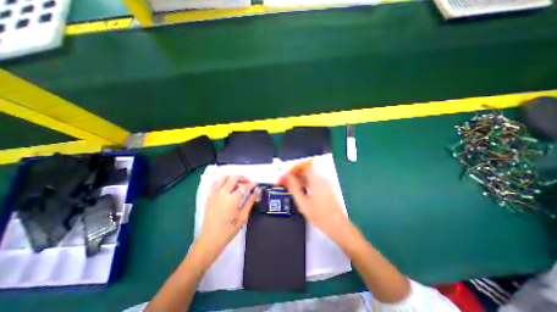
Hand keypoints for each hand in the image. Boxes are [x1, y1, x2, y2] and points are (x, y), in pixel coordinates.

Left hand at [198, 175, 256, 257]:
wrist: (210, 239)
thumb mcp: (243, 217)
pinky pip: (216, 182)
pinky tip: (227, 187)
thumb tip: (256, 191)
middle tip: (248, 183)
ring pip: (223, 177)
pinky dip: (223, 181)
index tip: (256, 183)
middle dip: (243, 178)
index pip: (244, 187)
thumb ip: (250, 202)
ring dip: (232, 178)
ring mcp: (214, 194)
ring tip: (237, 184)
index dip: (252, 184)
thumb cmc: (229, 230)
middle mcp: (222, 193)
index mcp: (232, 200)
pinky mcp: (209, 196)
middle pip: (234, 178)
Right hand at [283, 165, 346, 233]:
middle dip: (294, 172)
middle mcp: (322, 178)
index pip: (304, 163)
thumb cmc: (320, 216)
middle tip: (285, 180)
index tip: (286, 174)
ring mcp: (324, 181)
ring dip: (298, 176)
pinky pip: (312, 178)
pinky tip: (299, 188)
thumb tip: (286, 178)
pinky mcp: (325, 185)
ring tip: (289, 185)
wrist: (337, 225)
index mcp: (317, 180)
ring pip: (308, 173)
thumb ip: (293, 188)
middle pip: (305, 167)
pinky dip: (304, 181)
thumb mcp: (303, 203)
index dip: (293, 167)